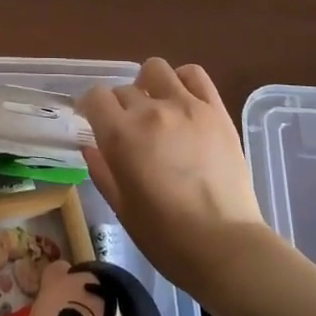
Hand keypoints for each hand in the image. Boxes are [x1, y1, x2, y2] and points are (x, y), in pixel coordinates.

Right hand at [78, 59, 267, 293]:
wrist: (225, 246)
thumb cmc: (165, 236)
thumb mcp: (122, 207)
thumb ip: (102, 170)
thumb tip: (92, 147)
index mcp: (121, 136)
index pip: (95, 97)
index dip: (90, 108)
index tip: (93, 121)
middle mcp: (150, 111)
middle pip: (124, 89)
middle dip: (119, 106)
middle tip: (128, 130)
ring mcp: (186, 106)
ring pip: (155, 69)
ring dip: (148, 85)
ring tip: (155, 108)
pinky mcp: (216, 110)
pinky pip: (194, 75)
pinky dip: (182, 81)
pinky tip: (182, 101)